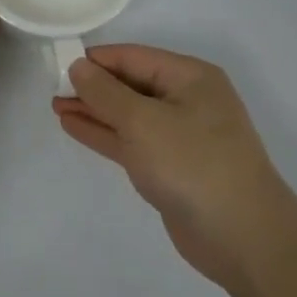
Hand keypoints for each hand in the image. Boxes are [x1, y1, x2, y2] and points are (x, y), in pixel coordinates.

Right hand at [54, 44, 296, 290]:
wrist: (246, 240)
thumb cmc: (193, 165)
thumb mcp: (142, 121)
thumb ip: (104, 92)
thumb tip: (78, 66)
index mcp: (189, 78)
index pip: (132, 57)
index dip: (94, 60)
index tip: (56, 64)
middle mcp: (187, 100)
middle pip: (129, 84)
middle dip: (91, 86)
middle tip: (51, 87)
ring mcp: (180, 136)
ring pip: (127, 114)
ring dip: (93, 110)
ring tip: (55, 105)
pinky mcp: (172, 167)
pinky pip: (131, 140)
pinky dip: (104, 133)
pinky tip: (73, 126)